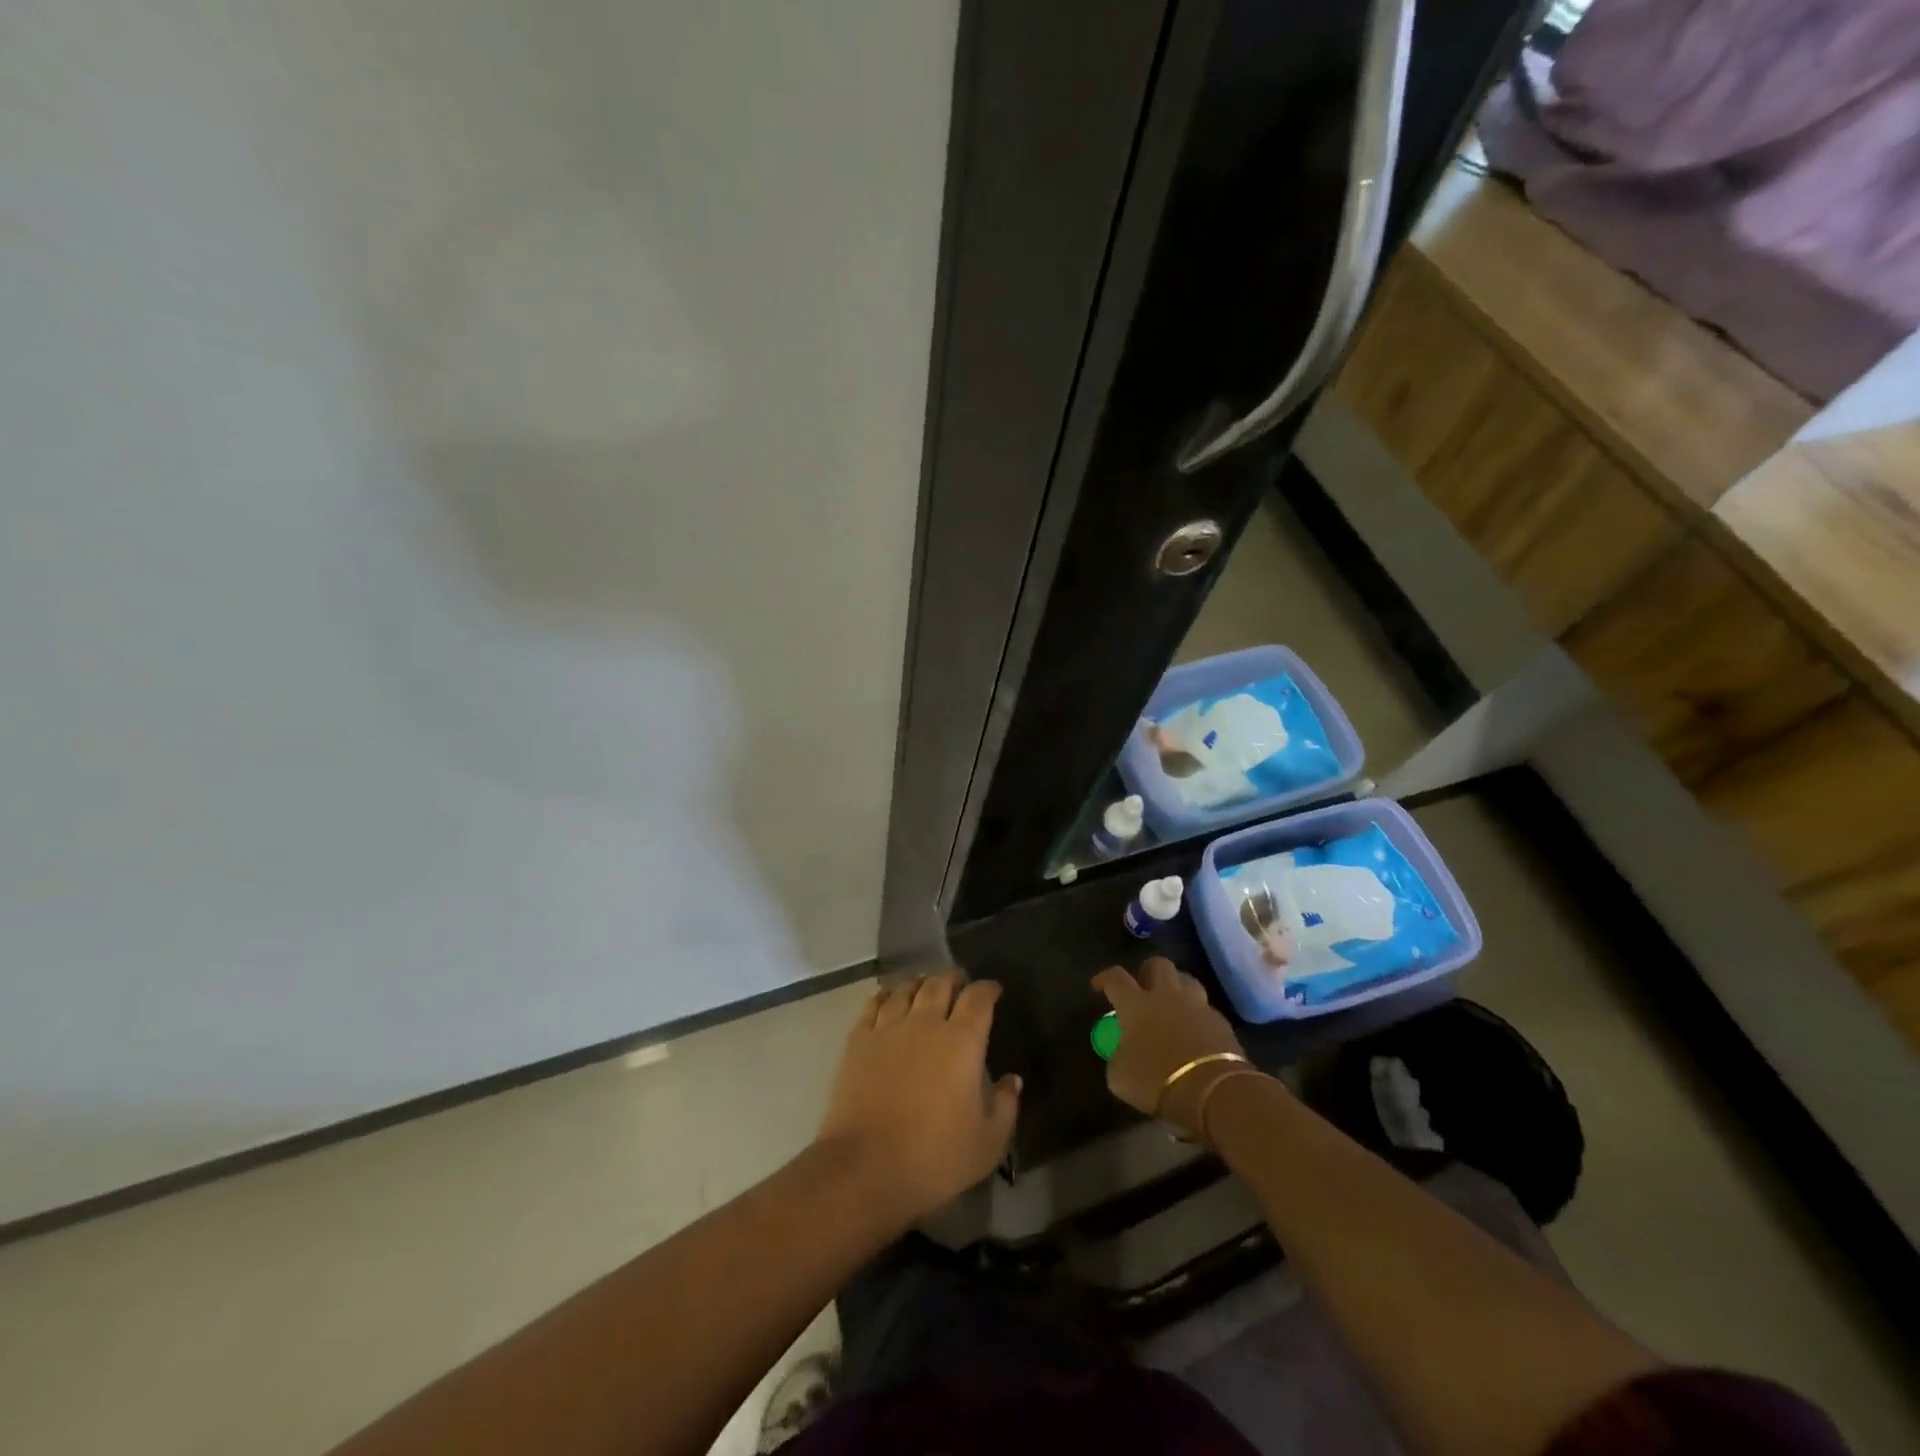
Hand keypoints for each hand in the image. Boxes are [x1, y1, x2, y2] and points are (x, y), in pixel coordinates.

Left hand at [815, 970, 1019, 1229]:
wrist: (866, 1167)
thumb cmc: (935, 1158)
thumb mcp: (988, 1144)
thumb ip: (1006, 1106)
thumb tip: (1013, 1079)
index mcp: (962, 1042)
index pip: (978, 999)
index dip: (988, 989)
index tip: (993, 990)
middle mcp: (926, 1023)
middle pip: (940, 984)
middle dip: (953, 979)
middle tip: (959, 982)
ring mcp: (888, 1028)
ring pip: (906, 989)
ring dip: (920, 983)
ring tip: (925, 985)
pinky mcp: (858, 1040)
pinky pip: (873, 1004)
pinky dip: (885, 995)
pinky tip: (888, 997)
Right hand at [1093, 958, 1248, 1134]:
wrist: (1212, 1092)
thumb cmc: (1156, 1080)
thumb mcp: (1120, 1076)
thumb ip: (1118, 1057)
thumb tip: (1122, 1052)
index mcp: (1136, 1004)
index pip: (1116, 978)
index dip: (1105, 978)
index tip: (1099, 985)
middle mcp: (1166, 996)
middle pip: (1158, 965)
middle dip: (1148, 971)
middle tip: (1143, 987)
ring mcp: (1197, 1006)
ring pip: (1187, 981)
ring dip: (1177, 988)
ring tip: (1172, 1004)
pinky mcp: (1221, 1023)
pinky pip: (1206, 1010)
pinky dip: (1197, 1016)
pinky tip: (1195, 1031)